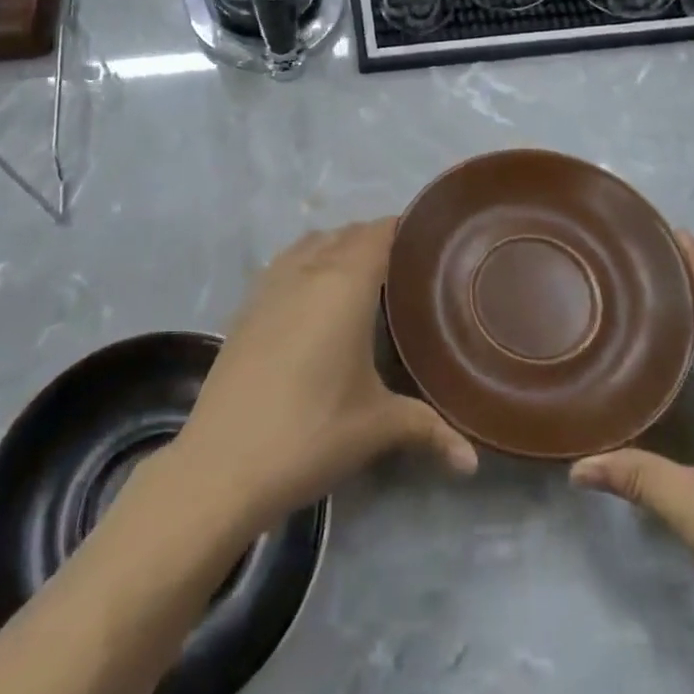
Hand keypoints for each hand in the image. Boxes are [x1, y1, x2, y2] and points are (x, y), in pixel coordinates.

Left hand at [173, 219, 476, 532]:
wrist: (220, 465)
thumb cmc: (311, 433)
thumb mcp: (377, 427)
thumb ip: (429, 429)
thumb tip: (473, 460)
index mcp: (344, 284)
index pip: (378, 233)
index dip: (405, 229)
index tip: (431, 241)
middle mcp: (306, 271)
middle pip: (346, 234)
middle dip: (376, 239)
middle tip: (407, 266)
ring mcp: (269, 286)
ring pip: (310, 244)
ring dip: (337, 246)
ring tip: (363, 276)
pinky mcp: (245, 307)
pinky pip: (284, 264)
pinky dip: (306, 263)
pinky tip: (314, 298)